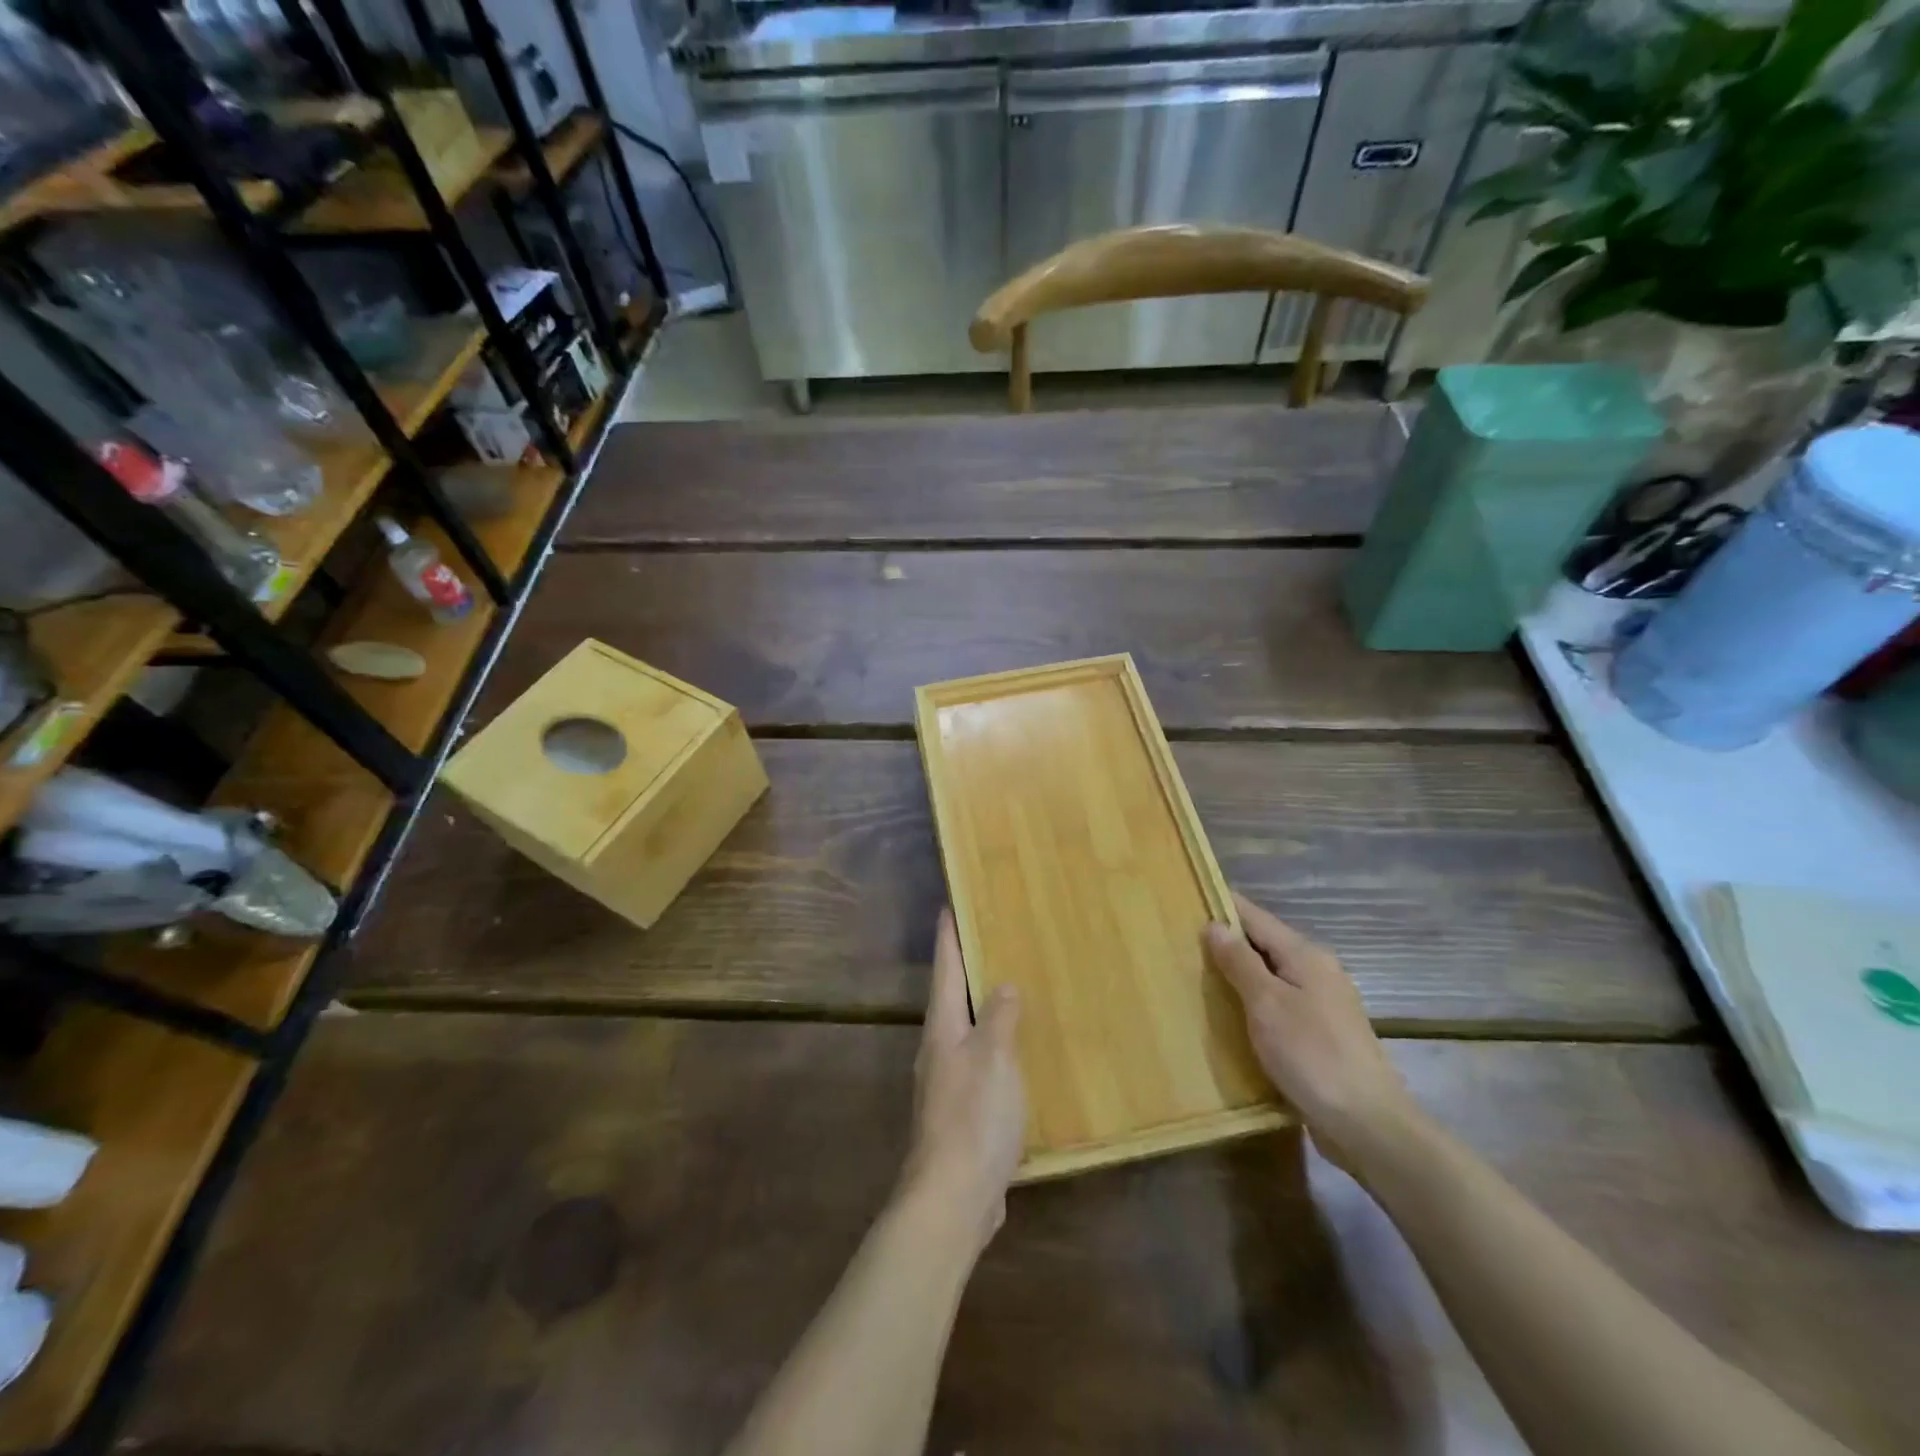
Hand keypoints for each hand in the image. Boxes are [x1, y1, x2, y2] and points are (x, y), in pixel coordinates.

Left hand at [899, 909, 1025, 1250]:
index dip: (949, 937)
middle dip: (966, 971)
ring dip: (983, 1011)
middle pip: (951, 999)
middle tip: (990, 943)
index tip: (949, 906)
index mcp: (942, 1029)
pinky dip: (995, 1050)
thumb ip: (999, 1018)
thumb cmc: (973, 1116)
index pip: (945, 970)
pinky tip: (1017, 1057)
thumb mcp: (993, 1057)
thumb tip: (1004, 985)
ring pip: (966, 1033)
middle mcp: (939, 1051)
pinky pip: (980, 1066)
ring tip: (1010, 994)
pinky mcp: (961, 1115)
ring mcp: (947, 1085)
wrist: (953, 1198)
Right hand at [1205, 891, 1416, 1173]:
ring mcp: (1323, 1003)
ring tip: (1197, 977)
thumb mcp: (1266, 1004)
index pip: (1255, 916)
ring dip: (1238, 974)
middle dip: (1226, 941)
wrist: (1368, 1125)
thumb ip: (1239, 962)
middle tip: (1180, 943)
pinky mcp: (1321, 1033)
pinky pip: (1278, 1003)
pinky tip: (1231, 1016)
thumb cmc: (1312, 1055)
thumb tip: (1214, 925)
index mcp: (1305, 955)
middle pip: (1264, 944)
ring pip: (1271, 975)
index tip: (1186, 901)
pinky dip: (1253, 1002)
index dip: (1222, 906)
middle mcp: (1317, 970)